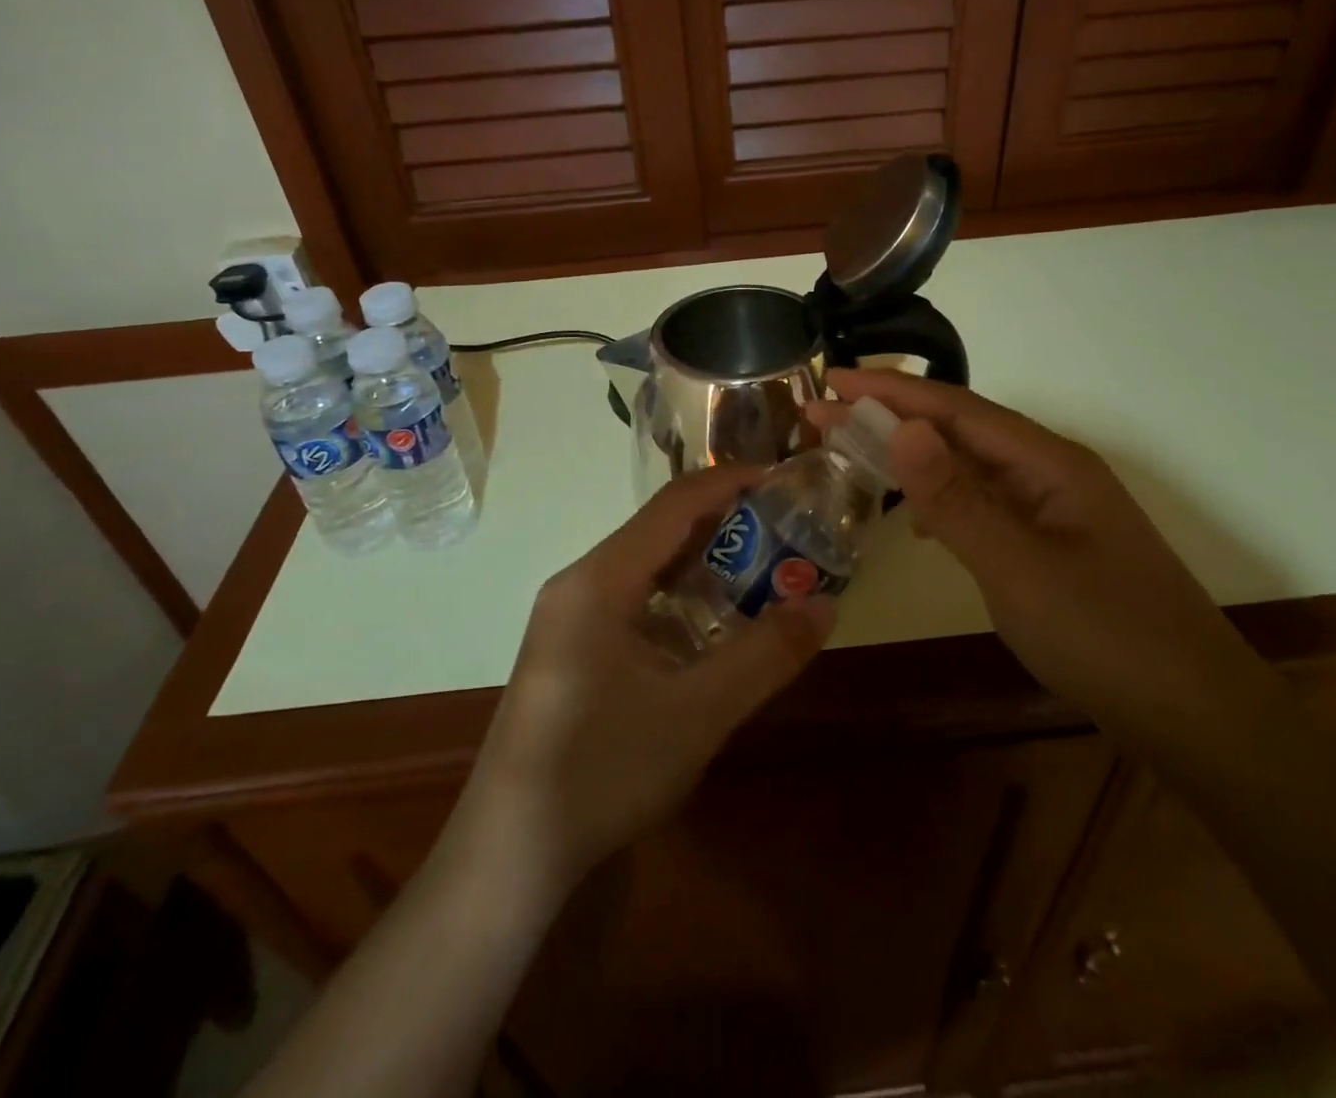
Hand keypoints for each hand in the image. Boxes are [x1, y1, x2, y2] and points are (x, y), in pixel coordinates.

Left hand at [465, 465, 836, 891]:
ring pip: (647, 567)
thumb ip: (765, 655)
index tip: (784, 480)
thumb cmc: (602, 772)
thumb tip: (825, 604)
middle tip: (787, 530)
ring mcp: (569, 618)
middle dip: (725, 524)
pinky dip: (679, 598)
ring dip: (703, 563)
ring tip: (763, 571)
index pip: (674, 505)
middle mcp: (579, 584)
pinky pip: (633, 601)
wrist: (509, 855)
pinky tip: (714, 628)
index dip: (730, 483)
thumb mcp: (697, 714)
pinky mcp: (571, 649)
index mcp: (599, 580)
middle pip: (660, 530)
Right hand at [810, 369, 1262, 739]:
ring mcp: (1053, 510)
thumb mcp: (1018, 568)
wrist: (1195, 717)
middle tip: (824, 414)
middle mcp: (1051, 473)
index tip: (833, 380)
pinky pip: (984, 504)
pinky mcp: (1050, 546)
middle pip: (961, 430)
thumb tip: (902, 426)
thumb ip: (956, 499)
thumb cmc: (1107, 637)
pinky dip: (941, 500)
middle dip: (892, 417)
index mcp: (1050, 463)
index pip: (956, 409)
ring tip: (858, 453)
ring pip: (971, 467)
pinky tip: (918, 521)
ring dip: (914, 457)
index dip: (891, 391)